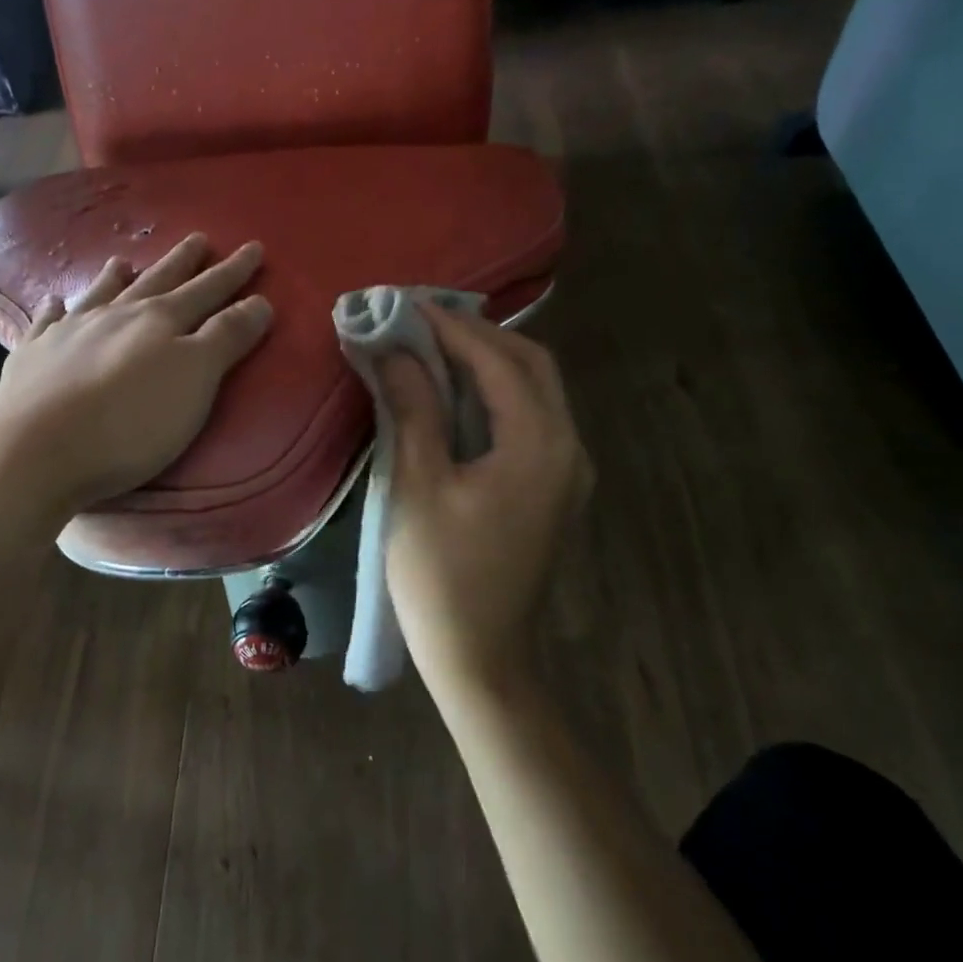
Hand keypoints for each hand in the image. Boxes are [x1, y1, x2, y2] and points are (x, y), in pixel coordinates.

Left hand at [0, 233, 272, 522]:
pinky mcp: (33, 358)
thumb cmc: (130, 422)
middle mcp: (115, 316)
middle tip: (198, 239)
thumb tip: (259, 300)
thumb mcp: (195, 379)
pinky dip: (54, 310)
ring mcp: (69, 333)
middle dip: (182, 262)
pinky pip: (47, 323)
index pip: (207, 290)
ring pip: (99, 295)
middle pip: (156, 282)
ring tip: (123, 261)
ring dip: (115, 278)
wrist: (37, 452)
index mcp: (159, 321)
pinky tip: (54, 303)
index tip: (253, 248)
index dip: (233, 272)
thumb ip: (227, 338)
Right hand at [381, 307, 591, 699]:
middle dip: (478, 335)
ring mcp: (568, 471)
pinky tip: (460, 392)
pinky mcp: (556, 489)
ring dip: (490, 360)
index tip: (407, 304)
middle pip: (531, 365)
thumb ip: (413, 408)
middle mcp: (568, 448)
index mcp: (539, 444)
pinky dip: (498, 393)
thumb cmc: (441, 575)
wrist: (482, 657)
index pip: (499, 360)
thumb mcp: (419, 486)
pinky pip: (533, 419)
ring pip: (537, 390)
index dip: (451, 327)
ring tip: (435, 344)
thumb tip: (393, 349)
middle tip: (422, 319)